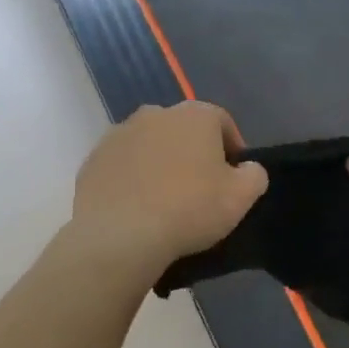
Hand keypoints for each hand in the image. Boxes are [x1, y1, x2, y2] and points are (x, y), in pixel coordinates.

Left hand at [70, 103, 268, 274]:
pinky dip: (131, 178)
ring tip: (164, 199)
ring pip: (150, 144)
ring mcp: (120, 133)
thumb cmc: (189, 209)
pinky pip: (122, 164)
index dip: (231, 148)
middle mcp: (156, 113)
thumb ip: (254, 175)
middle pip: (183, 130)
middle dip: (193, 152)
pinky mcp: (94, 158)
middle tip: (198, 188)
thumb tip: (248, 167)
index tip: (232, 178)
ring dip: (159, 163)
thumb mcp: (241, 198)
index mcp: (195, 115)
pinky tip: (136, 206)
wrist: (120, 234)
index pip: (222, 122)